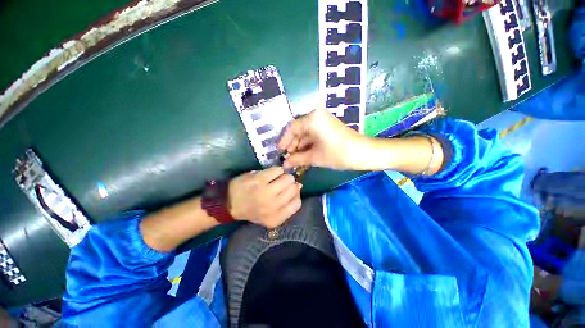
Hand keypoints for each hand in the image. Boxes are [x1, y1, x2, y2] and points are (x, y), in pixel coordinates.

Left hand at [228, 167, 301, 228]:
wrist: (229, 204)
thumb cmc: (252, 209)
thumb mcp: (271, 215)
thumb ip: (286, 203)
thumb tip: (299, 186)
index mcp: (276, 218)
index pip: (297, 203)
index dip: (296, 195)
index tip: (290, 191)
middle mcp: (272, 207)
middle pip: (294, 189)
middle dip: (291, 184)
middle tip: (282, 183)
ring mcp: (265, 192)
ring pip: (288, 179)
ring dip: (284, 176)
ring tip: (277, 178)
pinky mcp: (259, 180)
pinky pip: (277, 170)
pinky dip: (277, 170)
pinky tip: (271, 174)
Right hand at [278, 108, 365, 169]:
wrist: (364, 153)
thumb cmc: (338, 153)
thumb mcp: (316, 157)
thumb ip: (298, 159)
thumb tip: (284, 164)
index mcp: (312, 119)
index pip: (292, 128)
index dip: (284, 141)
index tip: (279, 152)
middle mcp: (316, 116)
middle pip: (299, 131)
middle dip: (292, 146)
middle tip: (287, 159)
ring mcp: (323, 122)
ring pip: (306, 134)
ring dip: (300, 147)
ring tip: (294, 160)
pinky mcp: (328, 128)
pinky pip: (313, 136)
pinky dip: (308, 146)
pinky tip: (303, 156)